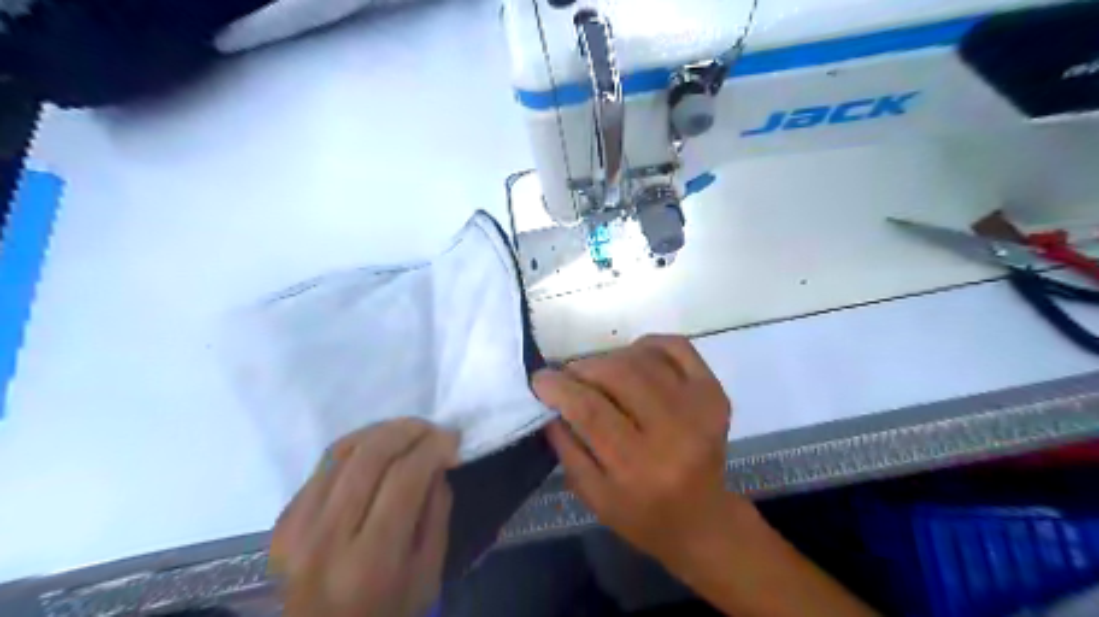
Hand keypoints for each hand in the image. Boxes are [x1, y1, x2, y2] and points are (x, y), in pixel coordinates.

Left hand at [271, 420, 459, 616]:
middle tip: (432, 429)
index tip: (453, 438)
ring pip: (343, 451)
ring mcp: (297, 526)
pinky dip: (357, 446)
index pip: (404, 478)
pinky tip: (378, 447)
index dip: (433, 448)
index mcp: (370, 560)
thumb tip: (438, 462)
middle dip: (409, 430)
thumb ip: (436, 514)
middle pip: (370, 456)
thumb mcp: (428, 574)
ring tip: (409, 431)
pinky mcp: (283, 519)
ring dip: (383, 431)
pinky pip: (324, 464)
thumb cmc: (387, 612)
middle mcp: (327, 537)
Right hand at [532, 336, 736, 568]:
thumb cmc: (642, 514)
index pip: (591, 411)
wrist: (703, 519)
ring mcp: (700, 408)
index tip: (540, 378)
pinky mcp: (714, 393)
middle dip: (583, 368)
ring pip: (643, 359)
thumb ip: (567, 447)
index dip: (560, 388)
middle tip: (569, 375)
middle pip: (618, 375)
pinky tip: (633, 357)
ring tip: (598, 373)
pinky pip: (678, 347)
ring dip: (611, 358)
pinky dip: (649, 344)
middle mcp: (674, 433)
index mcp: (639, 467)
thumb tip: (551, 401)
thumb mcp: (593, 496)